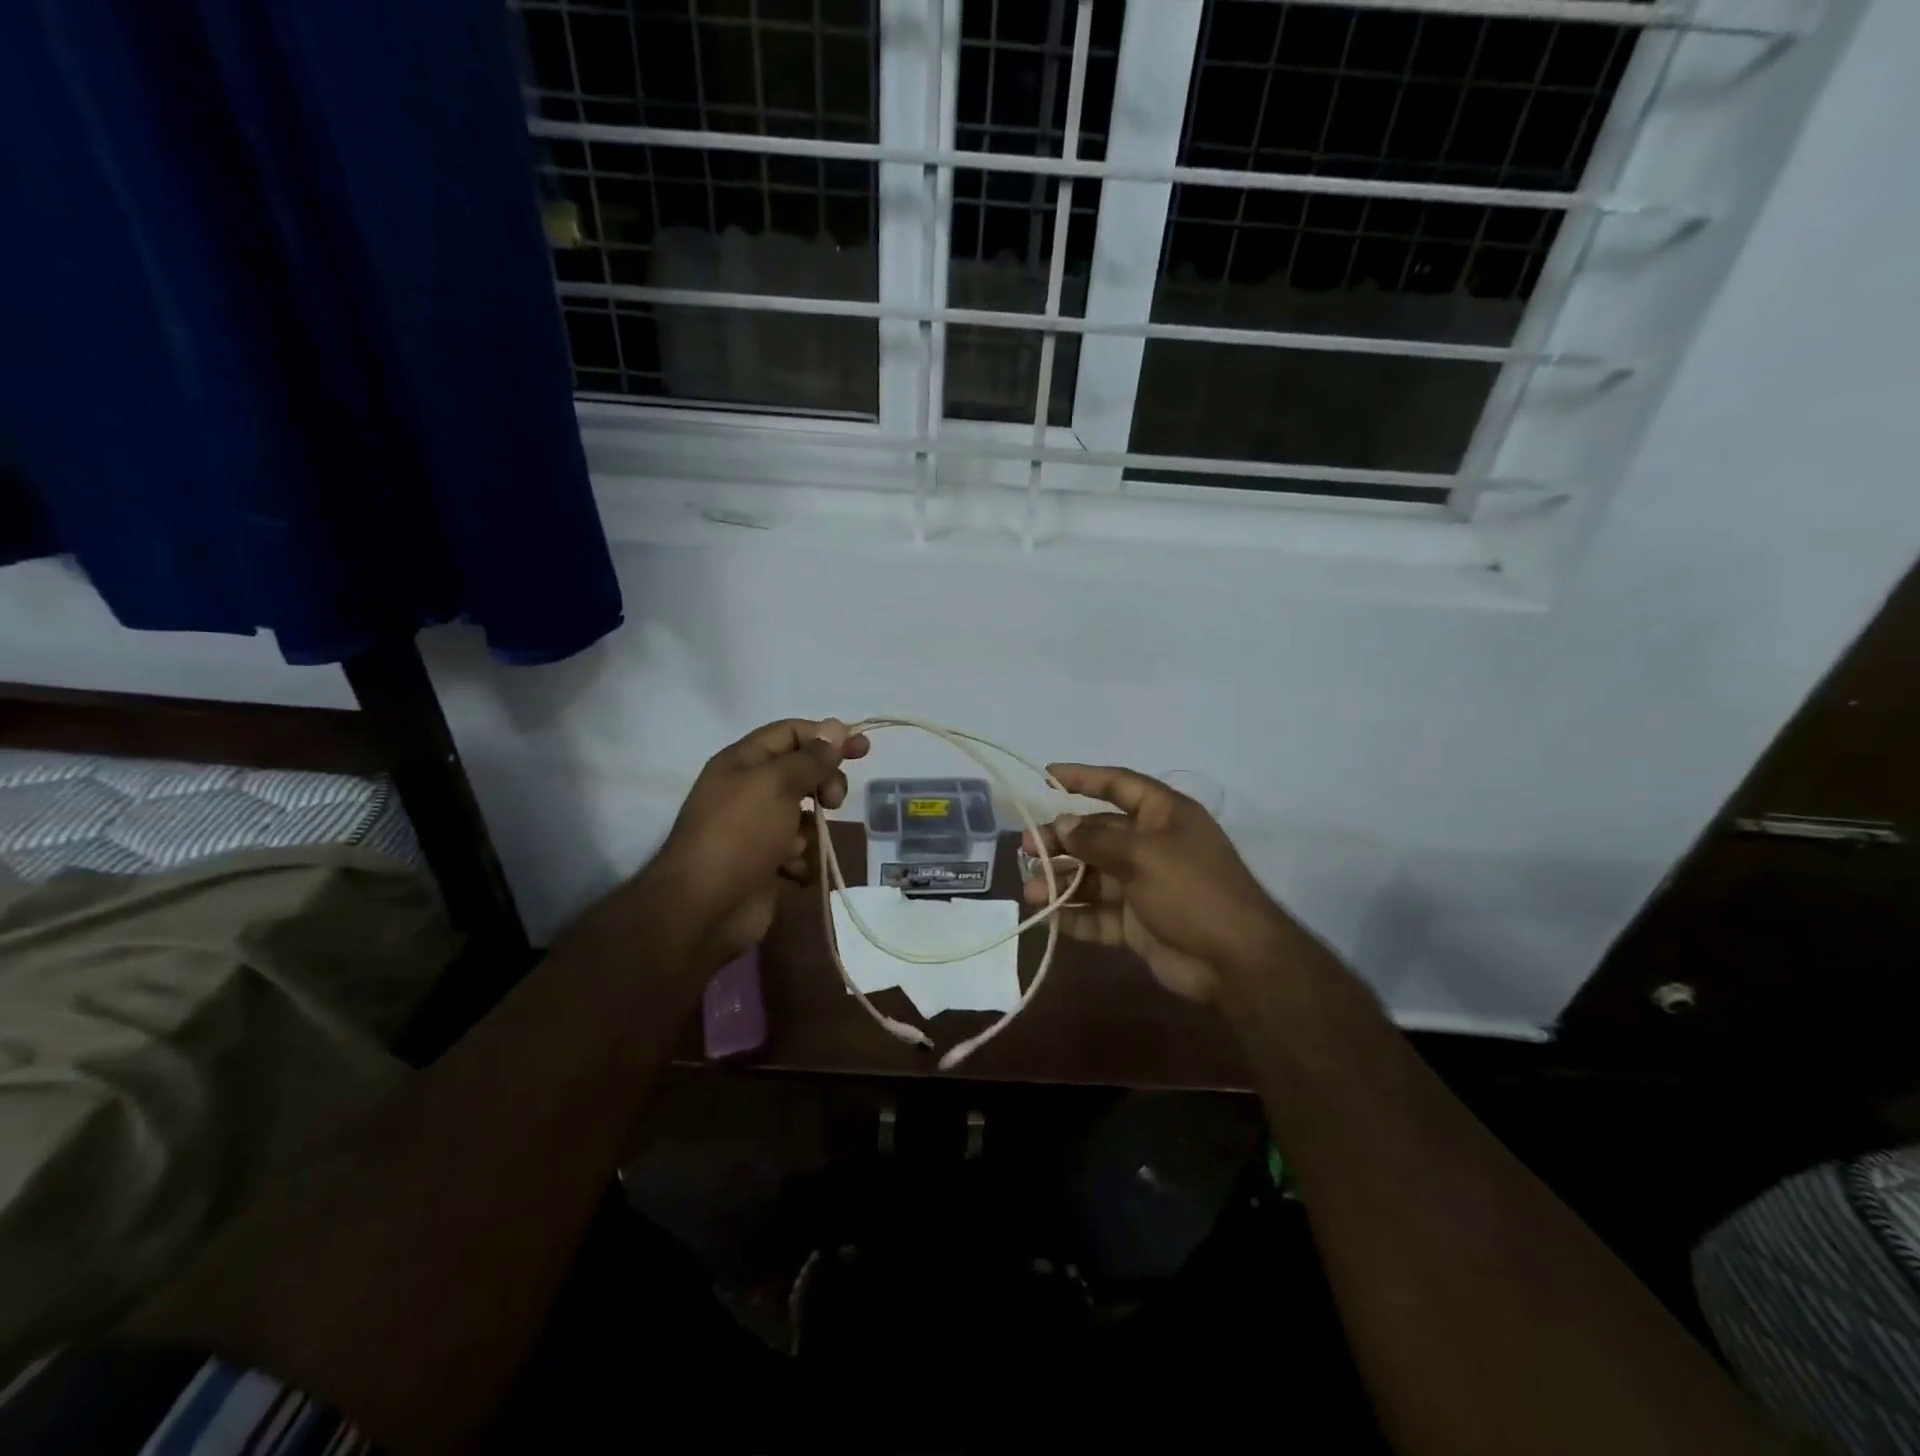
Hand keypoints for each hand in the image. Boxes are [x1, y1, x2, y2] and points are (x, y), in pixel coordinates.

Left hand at [647, 717, 868, 972]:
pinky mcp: (766, 864)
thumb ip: (811, 757)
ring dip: (811, 831)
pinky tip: (790, 871)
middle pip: (803, 773)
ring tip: (798, 847)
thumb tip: (837, 726)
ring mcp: (758, 829)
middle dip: (825, 785)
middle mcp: (749, 790)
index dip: (827, 736)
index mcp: (743, 762)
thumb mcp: (777, 784)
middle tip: (835, 801)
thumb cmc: (739, 835)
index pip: (791, 733)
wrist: (704, 910)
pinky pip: (799, 852)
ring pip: (805, 816)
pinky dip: (801, 861)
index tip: (862, 748)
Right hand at [1022, 764, 1293, 1004]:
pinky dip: (1075, 916)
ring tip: (1031, 890)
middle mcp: (1152, 846)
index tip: (1047, 775)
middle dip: (1062, 840)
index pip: (1119, 785)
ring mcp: (1144, 886)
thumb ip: (1098, 840)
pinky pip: (1099, 914)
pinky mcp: (1137, 923)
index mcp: (1163, 816)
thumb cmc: (1193, 891)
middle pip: (1097, 834)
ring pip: (1093, 876)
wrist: (1235, 962)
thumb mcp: (1144, 855)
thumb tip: (1062, 825)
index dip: (1084, 778)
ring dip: (1062, 881)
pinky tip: (1050, 918)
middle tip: (1026, 848)